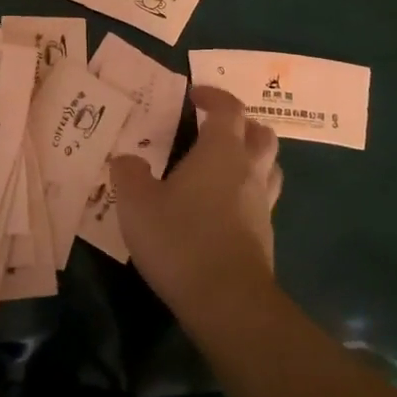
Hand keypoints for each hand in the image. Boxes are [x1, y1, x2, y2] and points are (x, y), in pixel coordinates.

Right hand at [110, 86, 282, 317]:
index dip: (213, 96)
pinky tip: (222, 207)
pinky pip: (262, 199)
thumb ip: (128, 174)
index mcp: (221, 151)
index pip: (228, 108)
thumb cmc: (180, 240)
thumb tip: (127, 159)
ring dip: (251, 156)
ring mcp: (262, 204)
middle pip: (261, 133)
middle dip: (241, 124)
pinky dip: (247, 191)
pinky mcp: (265, 235)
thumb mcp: (136, 204)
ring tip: (224, 164)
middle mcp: (249, 170)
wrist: (227, 301)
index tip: (194, 95)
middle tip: (215, 128)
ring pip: (269, 166)